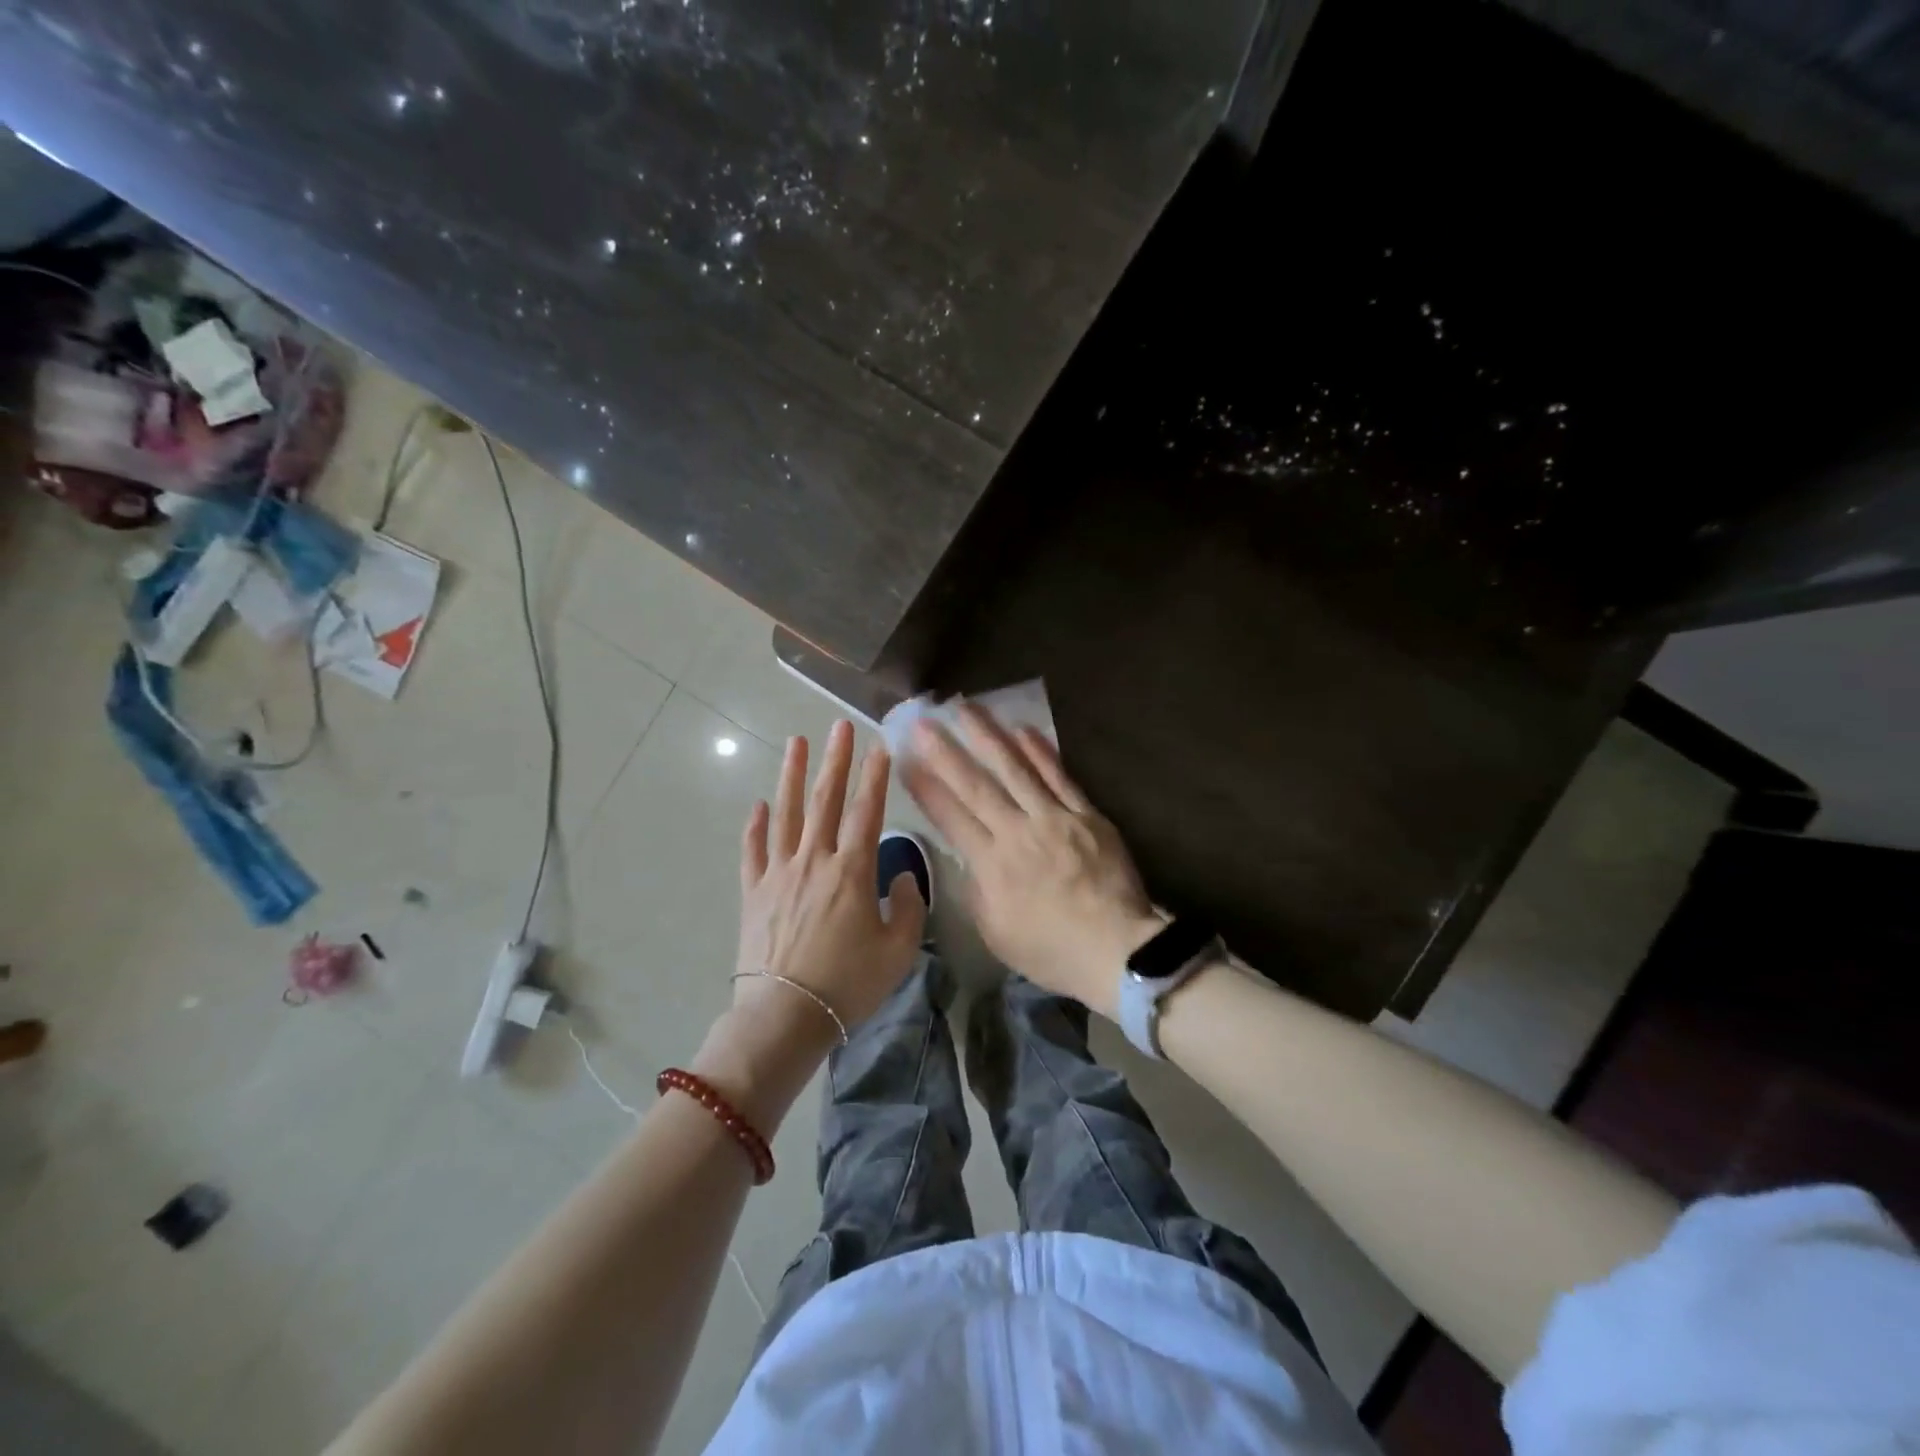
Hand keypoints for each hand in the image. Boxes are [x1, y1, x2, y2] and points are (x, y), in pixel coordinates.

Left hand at [696, 722, 926, 1129]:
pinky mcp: (753, 893)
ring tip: (795, 742)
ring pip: (786, 814)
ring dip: (791, 776)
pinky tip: (758, 805)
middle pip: (825, 800)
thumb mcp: (899, 949)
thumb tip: (902, 874)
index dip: (875, 777)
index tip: (880, 746)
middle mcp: (814, 860)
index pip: (867, 811)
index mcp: (852, 871)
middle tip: (838, 726)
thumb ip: (909, 905)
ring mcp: (779, 873)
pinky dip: (755, 826)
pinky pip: (753, 851)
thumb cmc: (849, 984)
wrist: (786, 1016)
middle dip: (834, 760)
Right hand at [902, 705, 1159, 1019]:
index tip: (905, 760)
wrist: (1115, 949)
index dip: (925, 787)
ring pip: (1015, 769)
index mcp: (991, 865)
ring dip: (988, 736)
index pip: (950, 817)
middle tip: (924, 721)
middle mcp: (1017, 832)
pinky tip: (1023, 729)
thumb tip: (969, 858)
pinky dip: (1041, 751)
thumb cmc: (1051, 950)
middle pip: (976, 785)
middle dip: (946, 751)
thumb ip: (977, 890)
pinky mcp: (1086, 815)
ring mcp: (1054, 819)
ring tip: (967, 707)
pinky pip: (1059, 776)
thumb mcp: (995, 932)